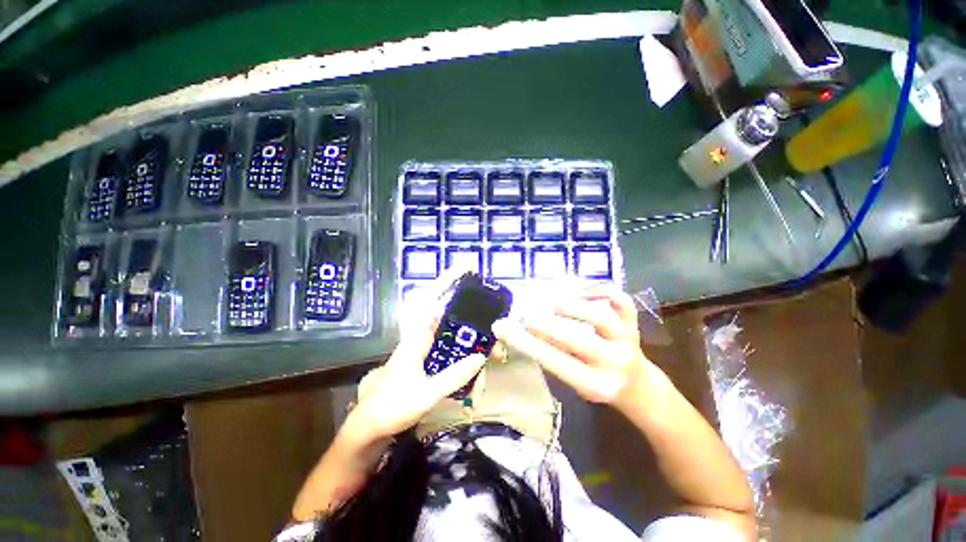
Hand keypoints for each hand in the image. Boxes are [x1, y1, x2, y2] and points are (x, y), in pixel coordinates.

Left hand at [340, 269, 486, 444]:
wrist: (372, 426)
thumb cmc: (393, 407)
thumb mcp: (426, 394)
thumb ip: (453, 376)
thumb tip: (480, 356)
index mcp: (416, 337)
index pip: (432, 300)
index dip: (447, 281)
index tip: (465, 267)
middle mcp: (422, 337)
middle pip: (450, 316)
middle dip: (473, 316)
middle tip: (494, 326)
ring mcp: (426, 348)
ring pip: (454, 334)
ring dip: (473, 341)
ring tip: (494, 355)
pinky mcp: (429, 359)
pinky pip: (452, 349)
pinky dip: (467, 354)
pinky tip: (478, 368)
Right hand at [492, 285, 650, 405]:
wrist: (637, 386)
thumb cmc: (596, 383)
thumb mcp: (573, 381)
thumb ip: (551, 357)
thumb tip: (522, 331)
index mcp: (595, 384)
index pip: (555, 361)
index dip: (527, 343)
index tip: (503, 327)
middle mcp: (614, 362)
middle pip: (578, 340)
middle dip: (546, 325)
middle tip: (525, 316)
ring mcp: (628, 340)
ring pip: (602, 318)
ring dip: (573, 307)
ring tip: (553, 304)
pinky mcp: (634, 324)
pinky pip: (622, 301)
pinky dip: (601, 291)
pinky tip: (582, 292)